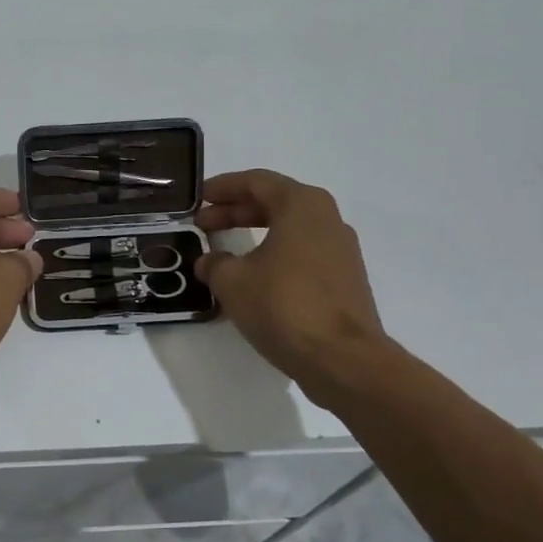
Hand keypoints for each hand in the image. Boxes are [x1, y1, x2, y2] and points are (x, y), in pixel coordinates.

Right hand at [195, 170, 387, 387]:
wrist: (343, 359)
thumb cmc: (284, 306)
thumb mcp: (233, 281)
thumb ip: (215, 263)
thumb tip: (210, 261)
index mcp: (301, 205)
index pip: (256, 181)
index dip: (222, 188)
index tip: (198, 199)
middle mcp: (326, 218)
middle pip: (274, 201)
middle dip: (235, 210)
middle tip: (204, 224)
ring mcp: (340, 249)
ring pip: (290, 228)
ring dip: (255, 232)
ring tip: (225, 251)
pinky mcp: (345, 278)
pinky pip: (302, 252)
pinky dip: (274, 254)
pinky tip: (253, 276)